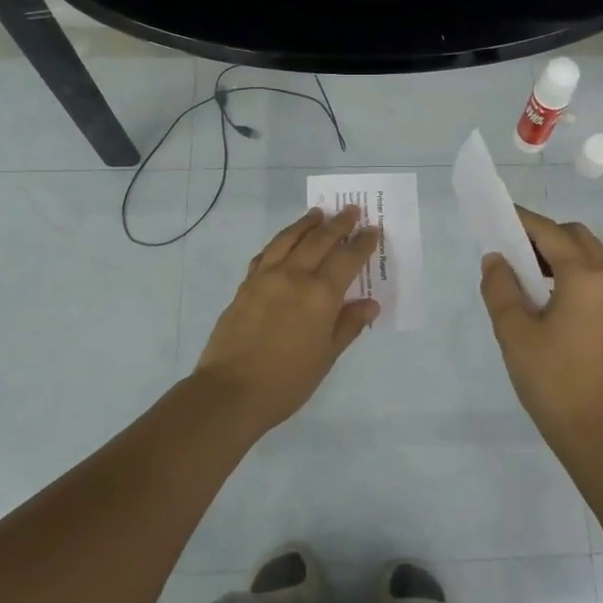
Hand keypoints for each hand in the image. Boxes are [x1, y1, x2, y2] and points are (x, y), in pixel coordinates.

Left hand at [195, 205, 382, 432]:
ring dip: (306, 224)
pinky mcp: (245, 286)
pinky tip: (284, 242)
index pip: (347, 258)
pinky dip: (280, 242)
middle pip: (319, 240)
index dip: (362, 243)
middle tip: (351, 210)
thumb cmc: (287, 381)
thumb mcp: (326, 356)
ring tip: (317, 214)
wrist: (230, 392)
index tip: (372, 230)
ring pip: (288, 239)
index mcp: (320, 294)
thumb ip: (348, 325)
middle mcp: (294, 276)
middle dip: (338, 224)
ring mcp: (266, 278)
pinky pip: (266, 254)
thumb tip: (369, 304)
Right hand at [480, 206, 602, 459]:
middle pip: (575, 236)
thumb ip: (500, 288)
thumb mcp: (514, 332)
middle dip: (542, 234)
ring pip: (589, 255)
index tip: (494, 216)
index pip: (550, 232)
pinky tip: (546, 296)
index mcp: (586, 276)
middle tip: (510, 251)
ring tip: (523, 275)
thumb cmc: (552, 380)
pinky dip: (571, 272)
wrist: (597, 432)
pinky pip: (596, 276)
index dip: (521, 220)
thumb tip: (495, 259)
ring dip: (557, 254)